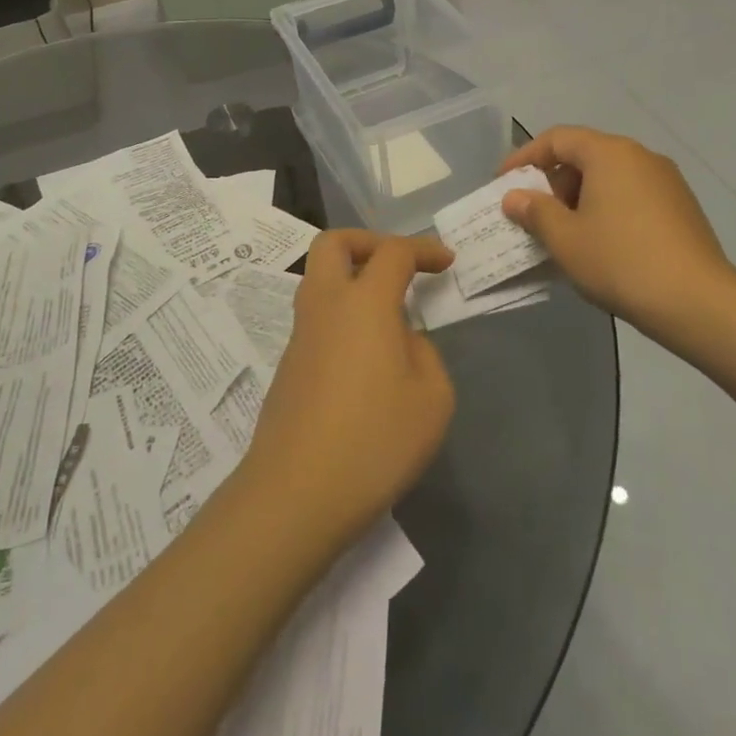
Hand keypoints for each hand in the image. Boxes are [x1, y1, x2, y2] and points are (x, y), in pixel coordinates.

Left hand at [243, 230, 455, 552]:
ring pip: (318, 279)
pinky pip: (316, 318)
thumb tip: (402, 341)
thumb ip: (425, 354)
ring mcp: (300, 335)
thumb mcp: (431, 399)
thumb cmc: (374, 441)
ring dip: (351, 278)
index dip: (423, 249)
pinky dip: (342, 316)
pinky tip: (366, 357)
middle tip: (397, 265)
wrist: (295, 494)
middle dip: (368, 242)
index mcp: (364, 302)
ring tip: (387, 314)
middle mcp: (326, 305)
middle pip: (333, 243)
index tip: (446, 262)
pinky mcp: (288, 366)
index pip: (393, 252)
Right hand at [499, 127, 735, 336]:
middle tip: (533, 213)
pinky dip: (607, 208)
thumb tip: (514, 197)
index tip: (503, 182)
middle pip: (585, 155)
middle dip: (553, 181)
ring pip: (609, 177)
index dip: (524, 157)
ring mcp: (666, 181)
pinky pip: (631, 195)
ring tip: (564, 233)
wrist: (698, 303)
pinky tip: (600, 243)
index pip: (557, 139)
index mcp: (610, 153)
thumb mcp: (565, 239)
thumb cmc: (621, 261)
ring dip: (579, 197)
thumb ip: (535, 211)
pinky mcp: (681, 207)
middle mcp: (640, 156)